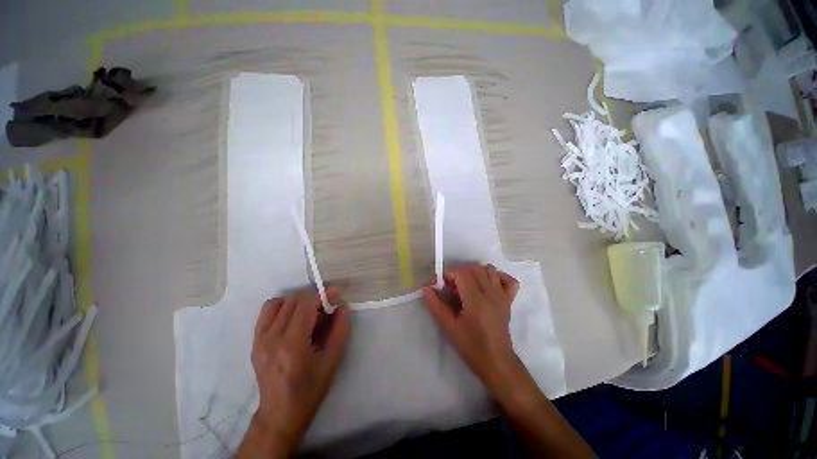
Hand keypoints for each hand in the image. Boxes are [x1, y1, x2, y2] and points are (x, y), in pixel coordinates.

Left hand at [236, 287, 349, 458]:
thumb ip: (340, 329)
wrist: (280, 413)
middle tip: (326, 309)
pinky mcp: (255, 341)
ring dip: (298, 302)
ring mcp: (260, 339)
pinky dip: (283, 307)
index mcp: (292, 344)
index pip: (306, 304)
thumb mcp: (332, 360)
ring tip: (309, 313)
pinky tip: (294, 318)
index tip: (337, 295)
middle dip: (314, 299)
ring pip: (280, 302)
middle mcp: (272, 338)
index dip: (323, 295)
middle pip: (294, 300)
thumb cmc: (310, 389)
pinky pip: (268, 311)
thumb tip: (343, 306)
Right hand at [422, 264, 521, 391]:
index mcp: (476, 300)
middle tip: (452, 287)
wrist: (496, 361)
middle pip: (474, 268)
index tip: (442, 284)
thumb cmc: (471, 346)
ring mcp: (502, 296)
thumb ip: (436, 305)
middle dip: (459, 272)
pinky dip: (498, 277)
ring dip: (476, 272)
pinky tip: (488, 285)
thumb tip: (426, 288)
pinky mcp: (509, 300)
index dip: (449, 273)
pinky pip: (509, 280)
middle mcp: (491, 293)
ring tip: (467, 285)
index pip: (462, 273)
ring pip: (490, 270)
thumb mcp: (449, 327)